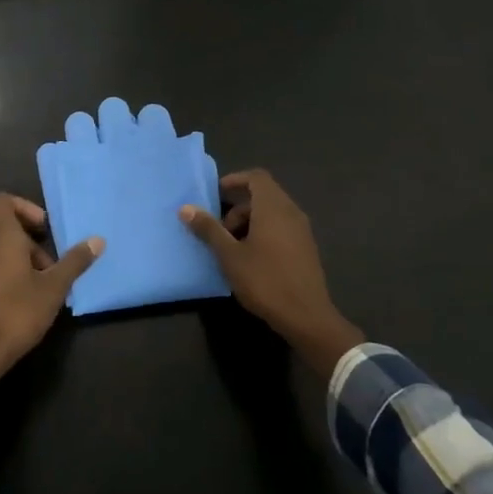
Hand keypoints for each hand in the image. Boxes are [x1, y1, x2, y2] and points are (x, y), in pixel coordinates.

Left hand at [0, 194, 101, 396]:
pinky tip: (1, 308)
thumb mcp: (53, 290)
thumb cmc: (16, 315)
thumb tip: (98, 239)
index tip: (42, 231)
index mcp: (0, 238)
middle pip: (1, 233)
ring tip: (26, 293)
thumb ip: (75, 262)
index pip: (2, 201)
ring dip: (7, 265)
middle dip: (25, 247)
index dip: (23, 208)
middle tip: (45, 274)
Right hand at [179, 170, 364, 377]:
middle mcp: (291, 212)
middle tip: (218, 230)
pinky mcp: (306, 248)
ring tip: (231, 248)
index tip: (216, 194)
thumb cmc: (265, 281)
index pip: (256, 177)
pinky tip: (251, 259)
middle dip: (237, 208)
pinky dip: (263, 233)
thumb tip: (186, 208)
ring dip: (249, 222)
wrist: (306, 316)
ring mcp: (302, 231)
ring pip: (272, 213)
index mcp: (273, 208)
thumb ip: (209, 229)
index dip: (235, 180)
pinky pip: (281, 228)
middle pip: (263, 195)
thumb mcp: (230, 256)